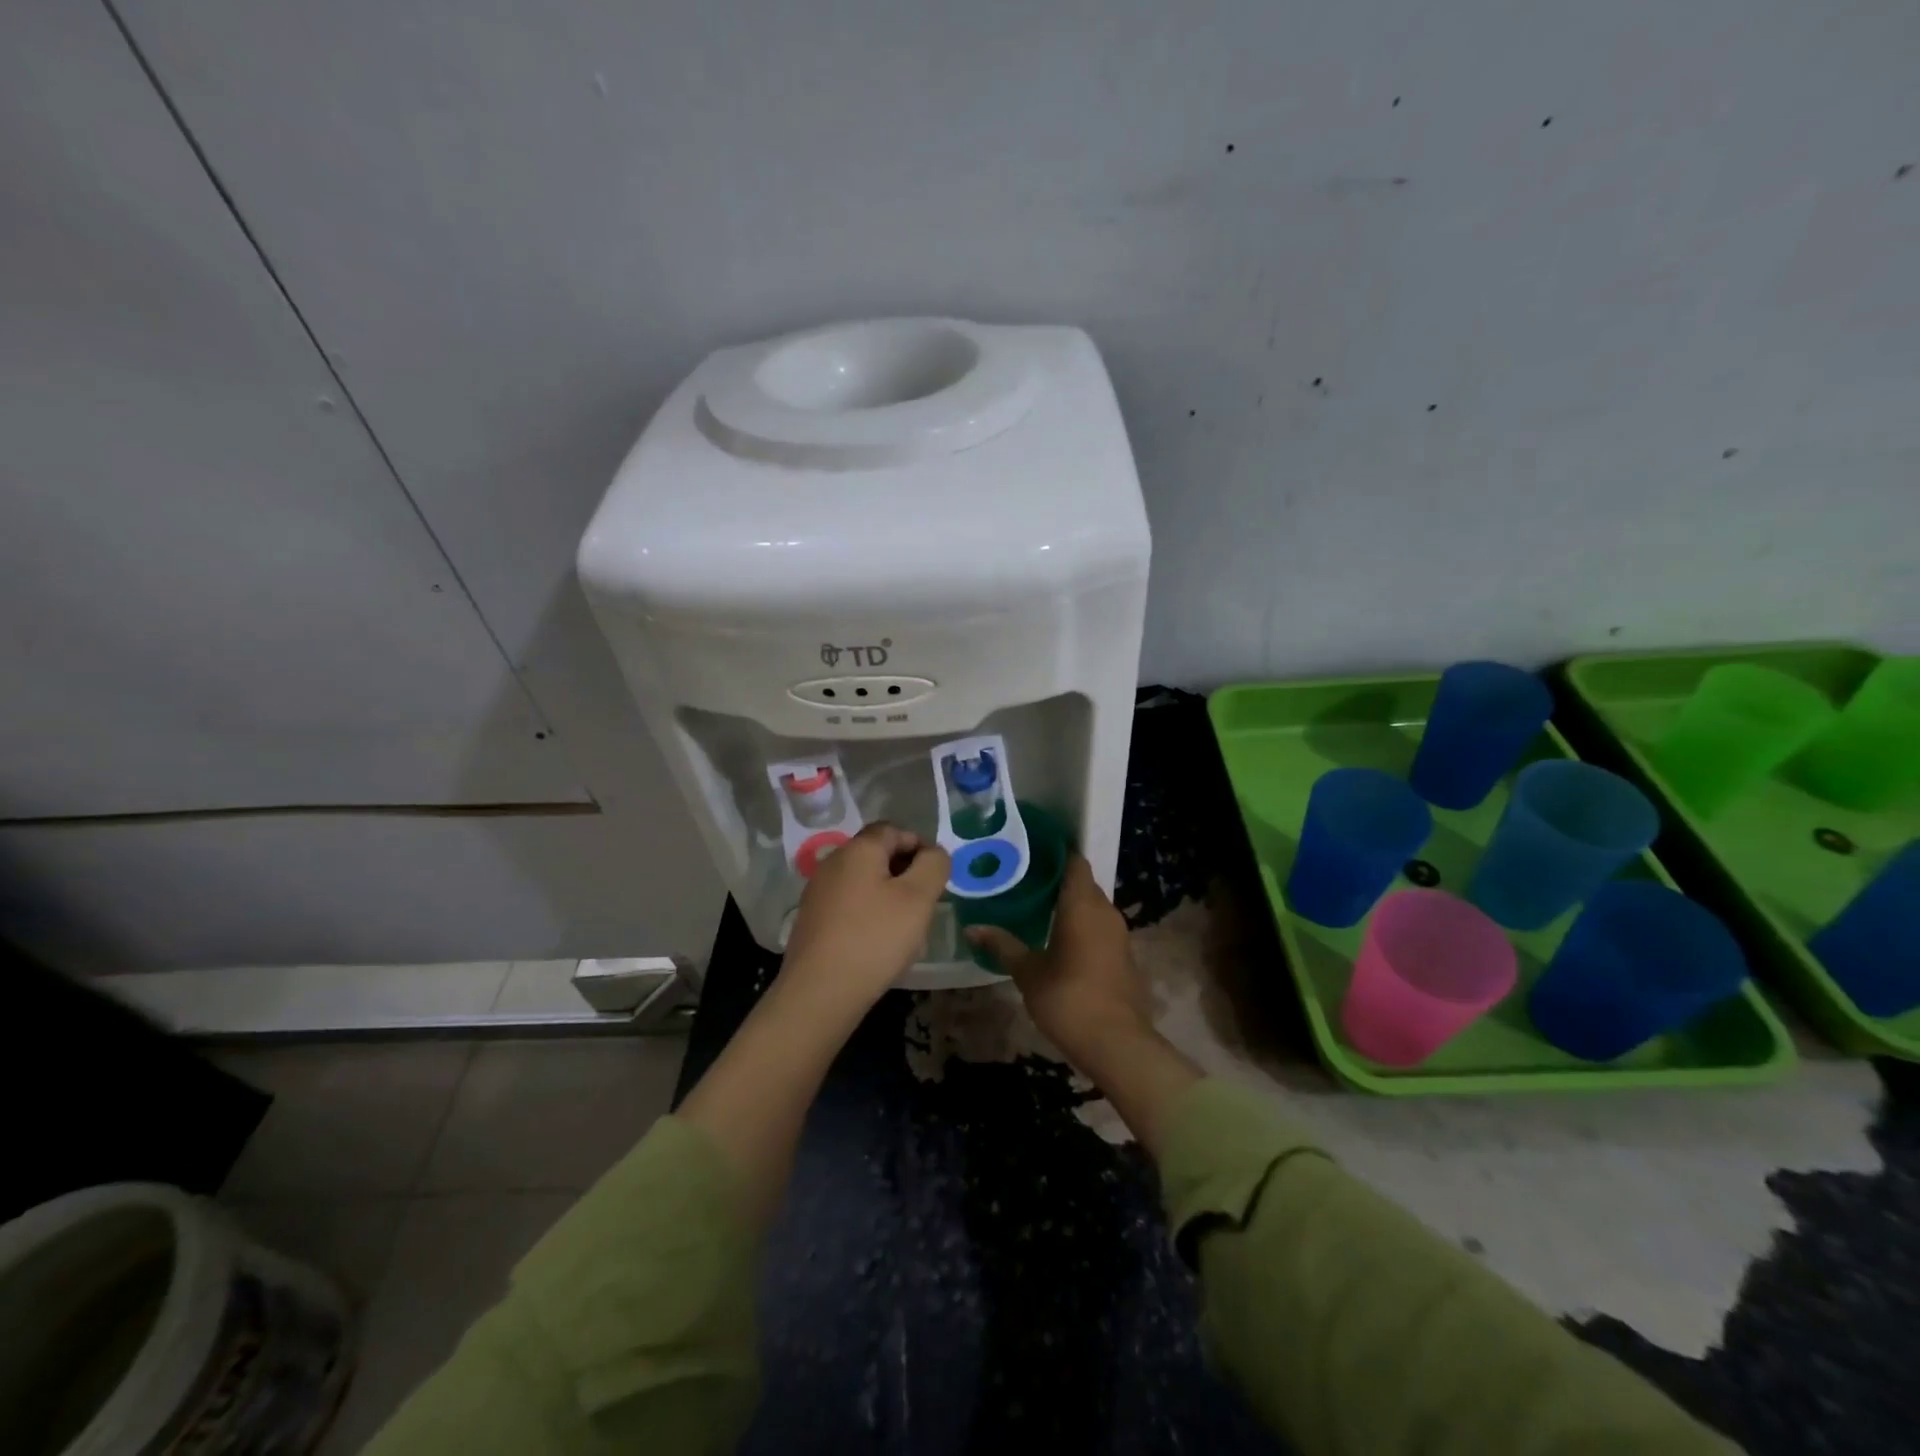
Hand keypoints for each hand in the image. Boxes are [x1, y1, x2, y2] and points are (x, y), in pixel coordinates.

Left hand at [780, 823, 950, 1014]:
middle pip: (876, 853)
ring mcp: (818, 892)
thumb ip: (934, 866)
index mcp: (858, 849)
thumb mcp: (918, 898)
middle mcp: (833, 862)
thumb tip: (934, 853)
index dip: (920, 845)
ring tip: (905, 925)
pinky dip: (868, 912)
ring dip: (888, 894)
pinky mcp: (812, 919)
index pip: (893, 829)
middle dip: (905, 871)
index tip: (937, 875)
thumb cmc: (875, 938)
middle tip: (926, 901)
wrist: (819, 992)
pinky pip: (849, 904)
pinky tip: (878, 941)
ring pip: (863, 880)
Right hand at [964, 855, 1152, 1070]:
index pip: (1074, 862)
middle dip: (1058, 880)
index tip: (1031, 851)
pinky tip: (1060, 939)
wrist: (1118, 1043)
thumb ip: (1003, 945)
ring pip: (1093, 907)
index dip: (1056, 853)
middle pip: (1083, 883)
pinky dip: (1082, 926)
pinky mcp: (1124, 956)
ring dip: (1071, 905)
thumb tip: (972, 927)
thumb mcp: (1028, 972)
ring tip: (1037, 908)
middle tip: (1024, 881)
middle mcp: (1106, 911)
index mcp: (1083, 905)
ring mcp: (1119, 934)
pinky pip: (1101, 928)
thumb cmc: (1069, 998)